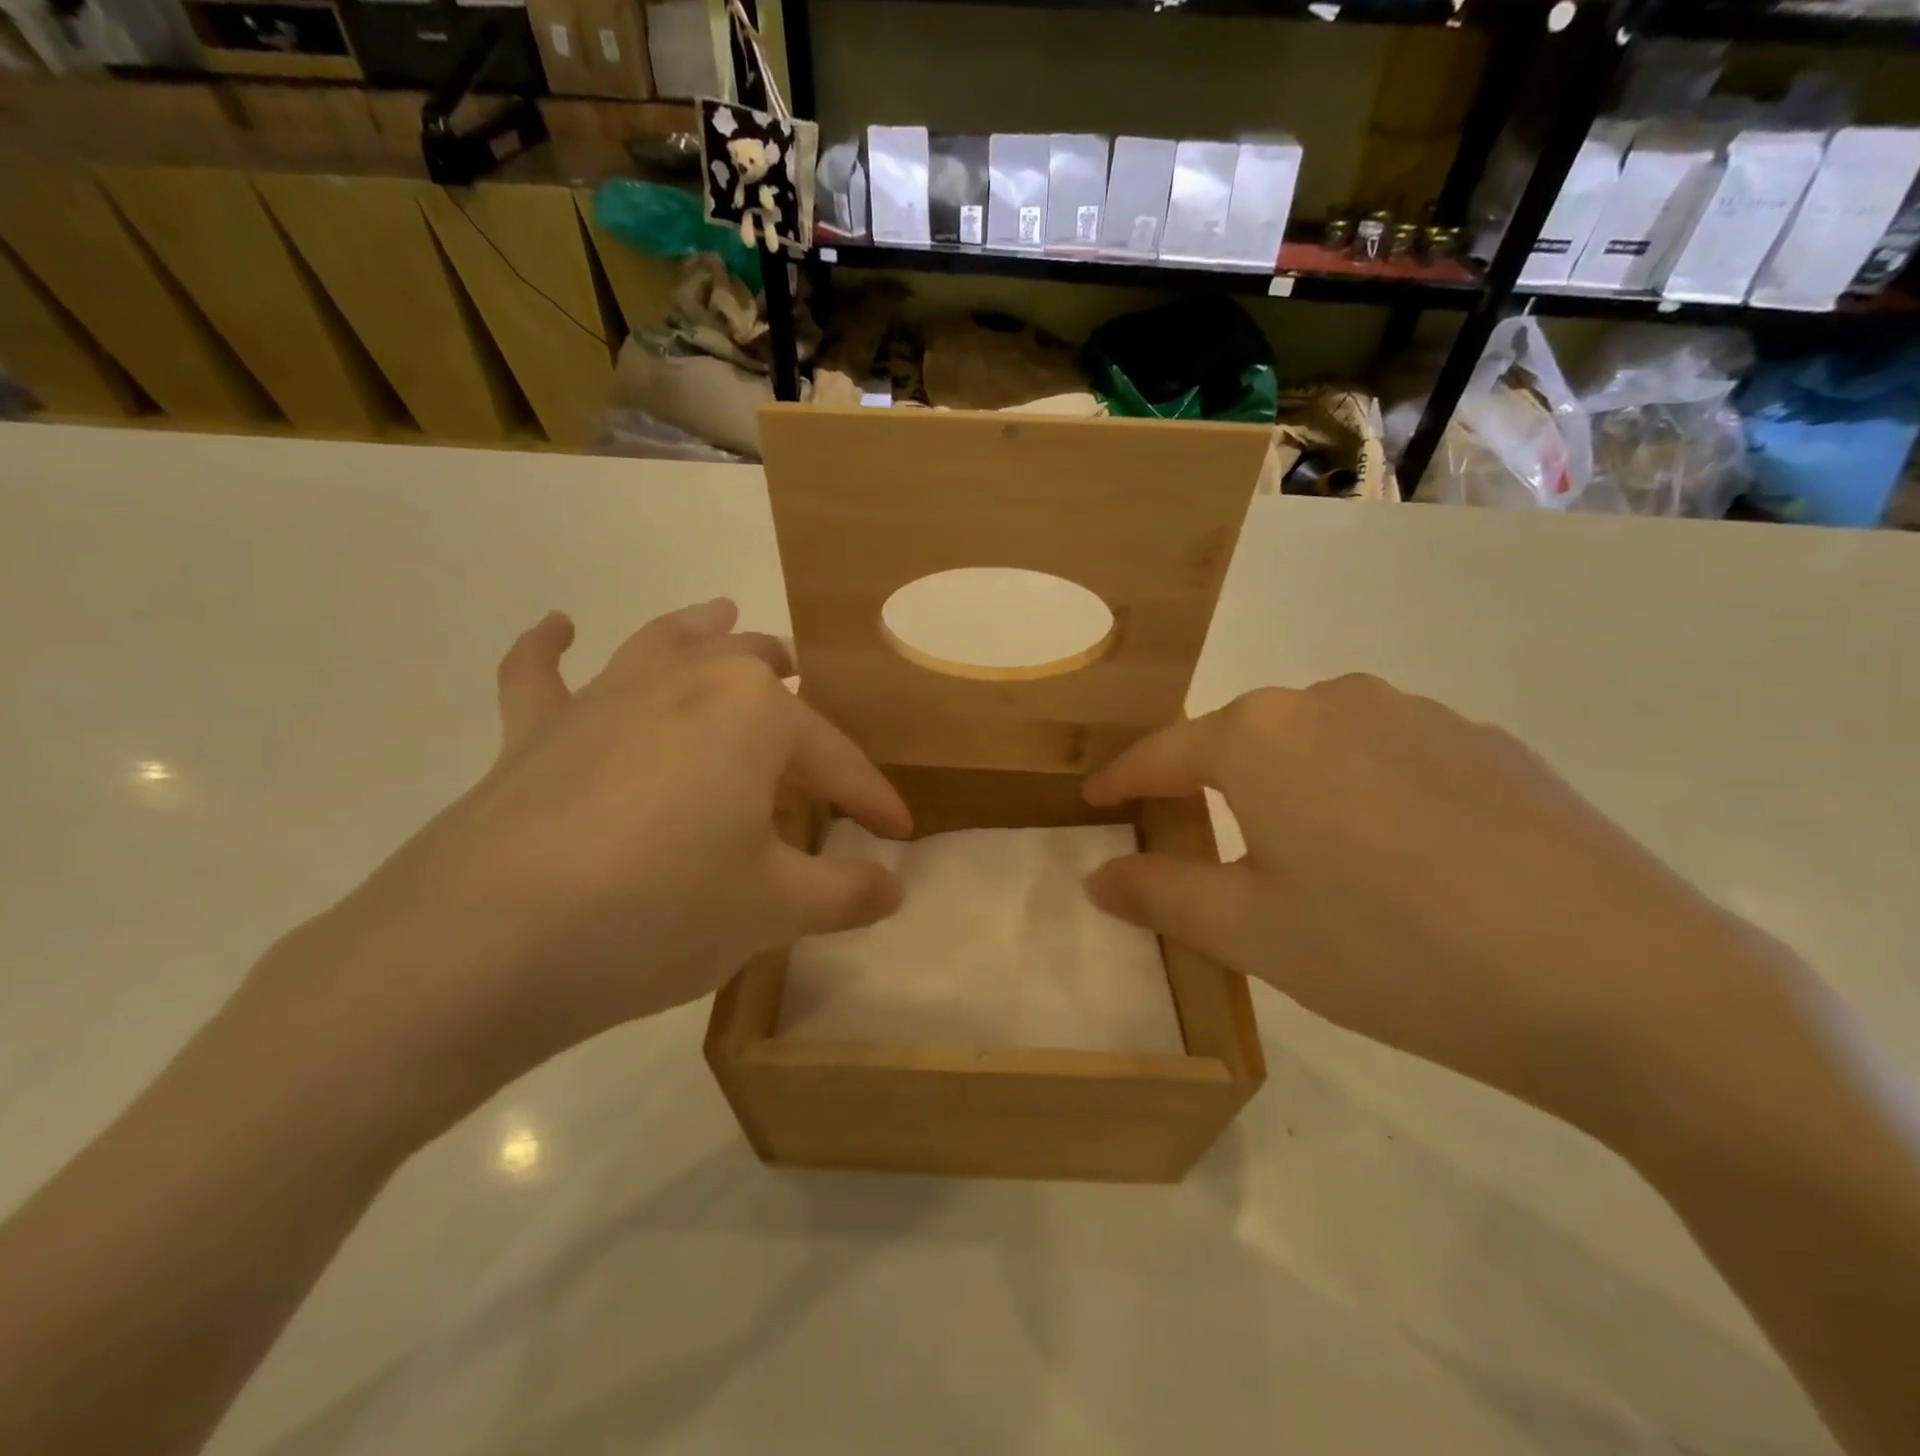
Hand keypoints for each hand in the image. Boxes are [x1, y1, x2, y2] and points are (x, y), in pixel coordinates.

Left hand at [249, 600, 911, 1130]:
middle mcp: (684, 683)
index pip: (836, 759)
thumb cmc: (660, 912)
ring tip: (724, 614)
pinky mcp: (533, 734)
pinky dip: (548, 648)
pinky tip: (558, 626)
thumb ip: (845, 893)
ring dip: (701, 630)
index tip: (900, 833)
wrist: (486, 946)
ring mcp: (602, 700)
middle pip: (754, 671)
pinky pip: (540, 676)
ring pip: (665, 645)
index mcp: (754, 714)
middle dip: (792, 688)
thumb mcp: (774, 910)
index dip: (873, 798)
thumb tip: (894, 887)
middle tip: (810, 703)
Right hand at [1083, 675, 1769, 1128]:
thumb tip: (1098, 876)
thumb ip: (1159, 893)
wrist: (1620, 982)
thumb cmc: (1390, 950)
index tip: (1094, 800)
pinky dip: (1359, 792)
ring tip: (1298, 855)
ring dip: (1284, 787)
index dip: (1122, 780)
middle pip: (1240, 740)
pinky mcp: (1487, 742)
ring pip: (1315, 744)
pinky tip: (1395, 856)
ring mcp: (1418, 713)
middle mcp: (1332, 699)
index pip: (1163, 752)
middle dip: (1203, 785)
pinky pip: (1387, 757)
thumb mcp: (1250, 932)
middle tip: (1192, 841)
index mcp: (1261, 735)